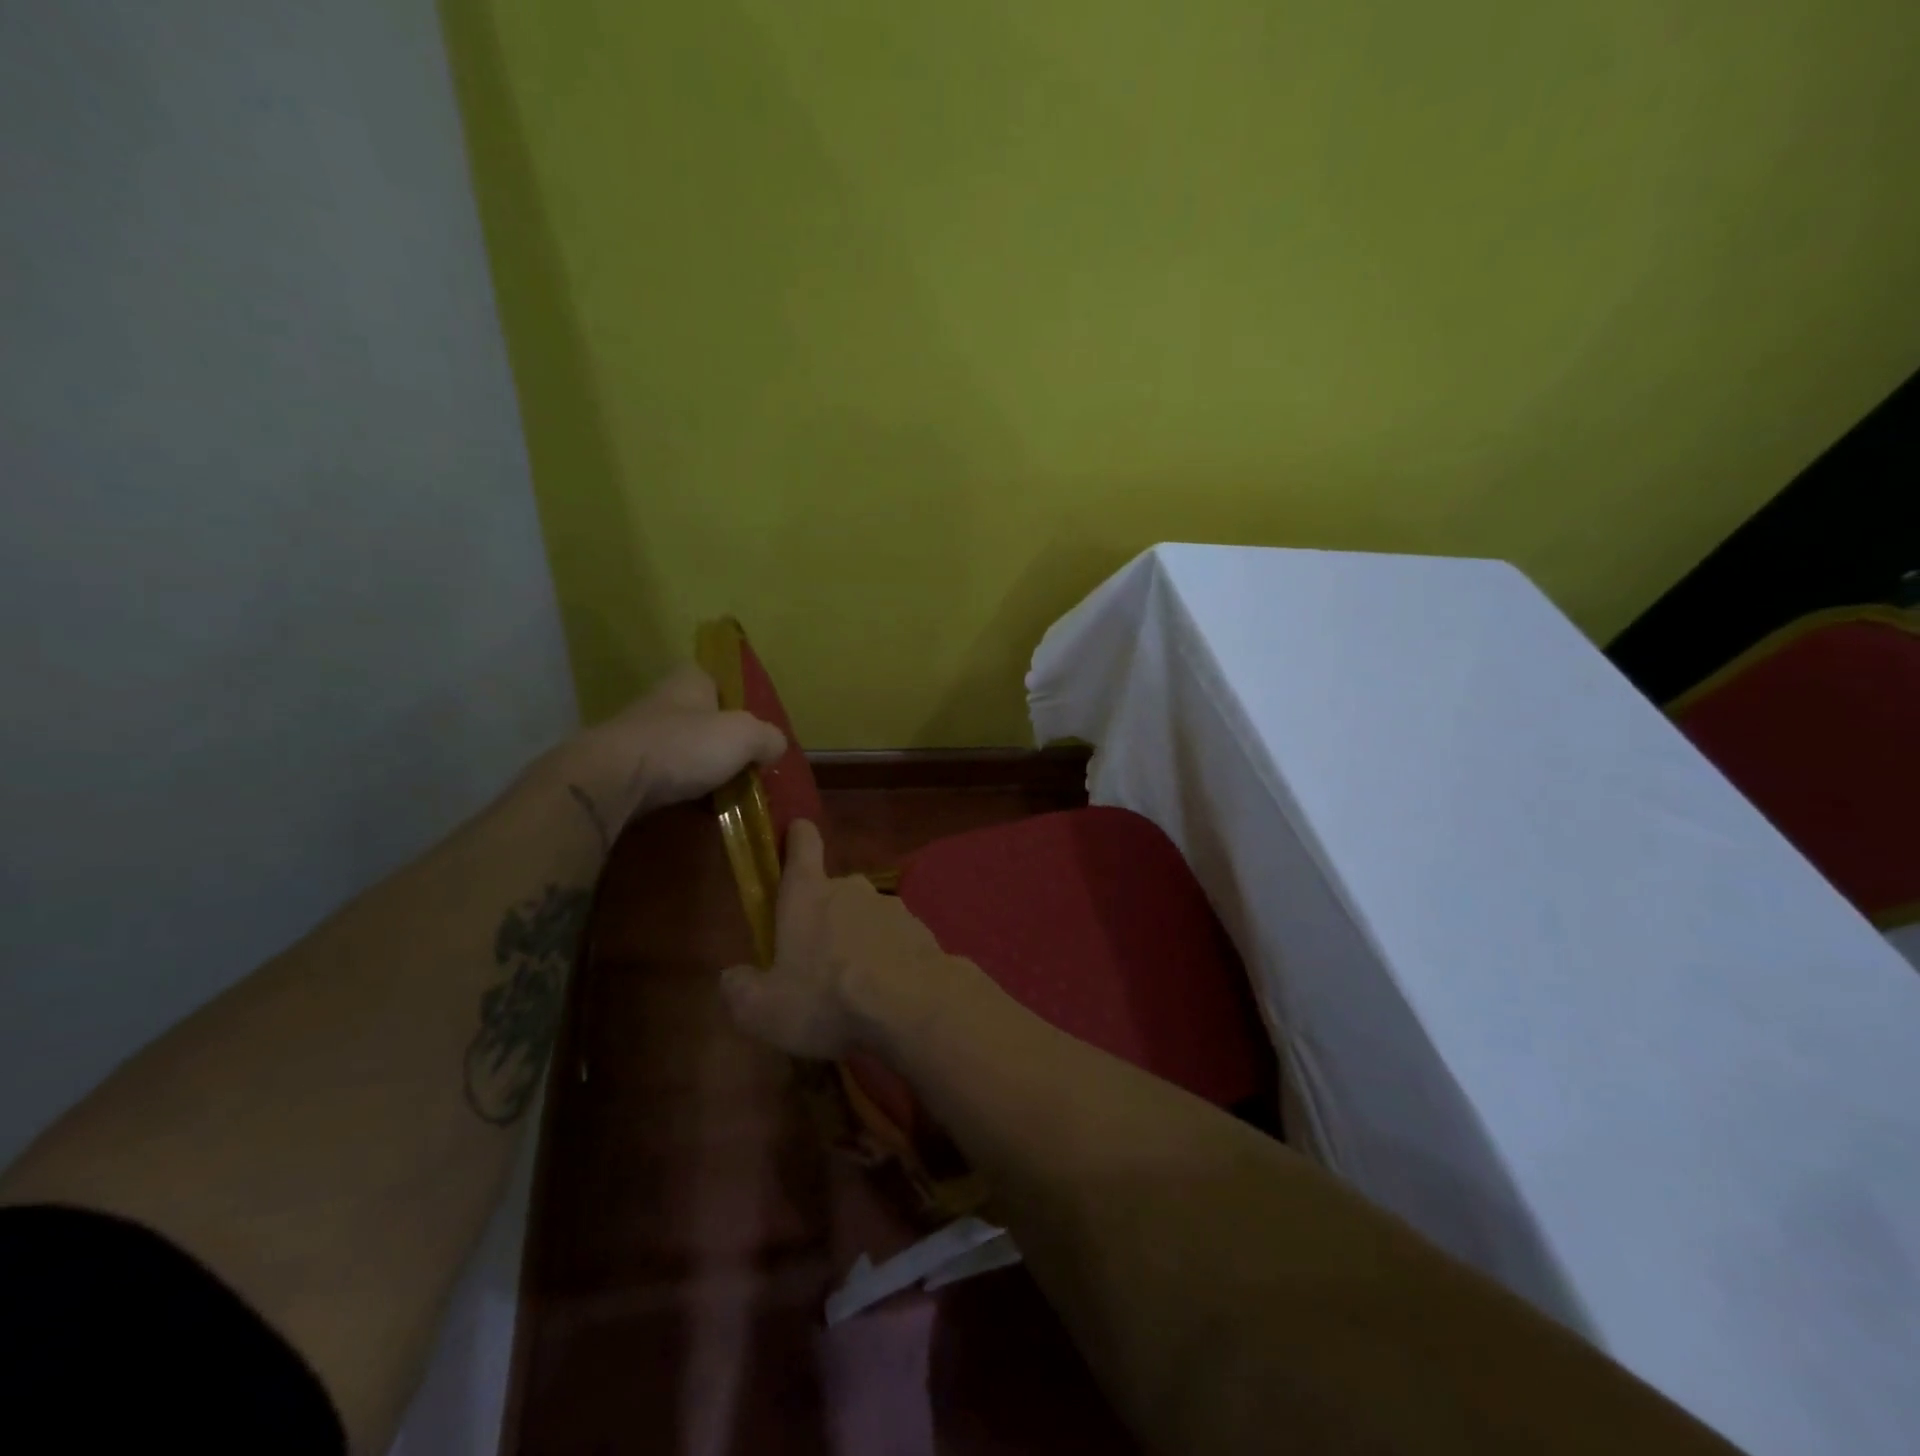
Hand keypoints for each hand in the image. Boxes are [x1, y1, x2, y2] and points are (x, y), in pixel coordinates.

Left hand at [569, 663, 786, 827]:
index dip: (738, 703)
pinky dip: (677, 788)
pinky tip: (692, 806)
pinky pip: (662, 775)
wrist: (613, 780)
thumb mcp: (746, 736)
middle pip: (702, 717)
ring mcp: (638, 732)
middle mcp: (662, 699)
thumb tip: (774, 747)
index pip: (719, 680)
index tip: (754, 730)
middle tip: (745, 766)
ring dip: (699, 767)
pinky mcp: (622, 766)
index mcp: (690, 679)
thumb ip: (769, 738)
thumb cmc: (685, 746)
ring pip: (682, 747)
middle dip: (720, 740)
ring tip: (723, 792)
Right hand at [720, 821, 960, 1058]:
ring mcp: (891, 907)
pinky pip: (894, 941)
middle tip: (816, 964)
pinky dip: (887, 959)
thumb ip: (741, 990)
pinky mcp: (920, 930)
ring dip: (858, 942)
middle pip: (831, 892)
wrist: (913, 1006)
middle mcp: (850, 889)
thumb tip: (733, 977)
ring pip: (865, 918)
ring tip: (853, 990)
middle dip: (823, 920)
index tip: (796, 833)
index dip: (798, 836)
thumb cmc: (827, 998)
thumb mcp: (764, 1009)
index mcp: (807, 894)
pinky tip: (886, 995)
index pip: (803, 844)